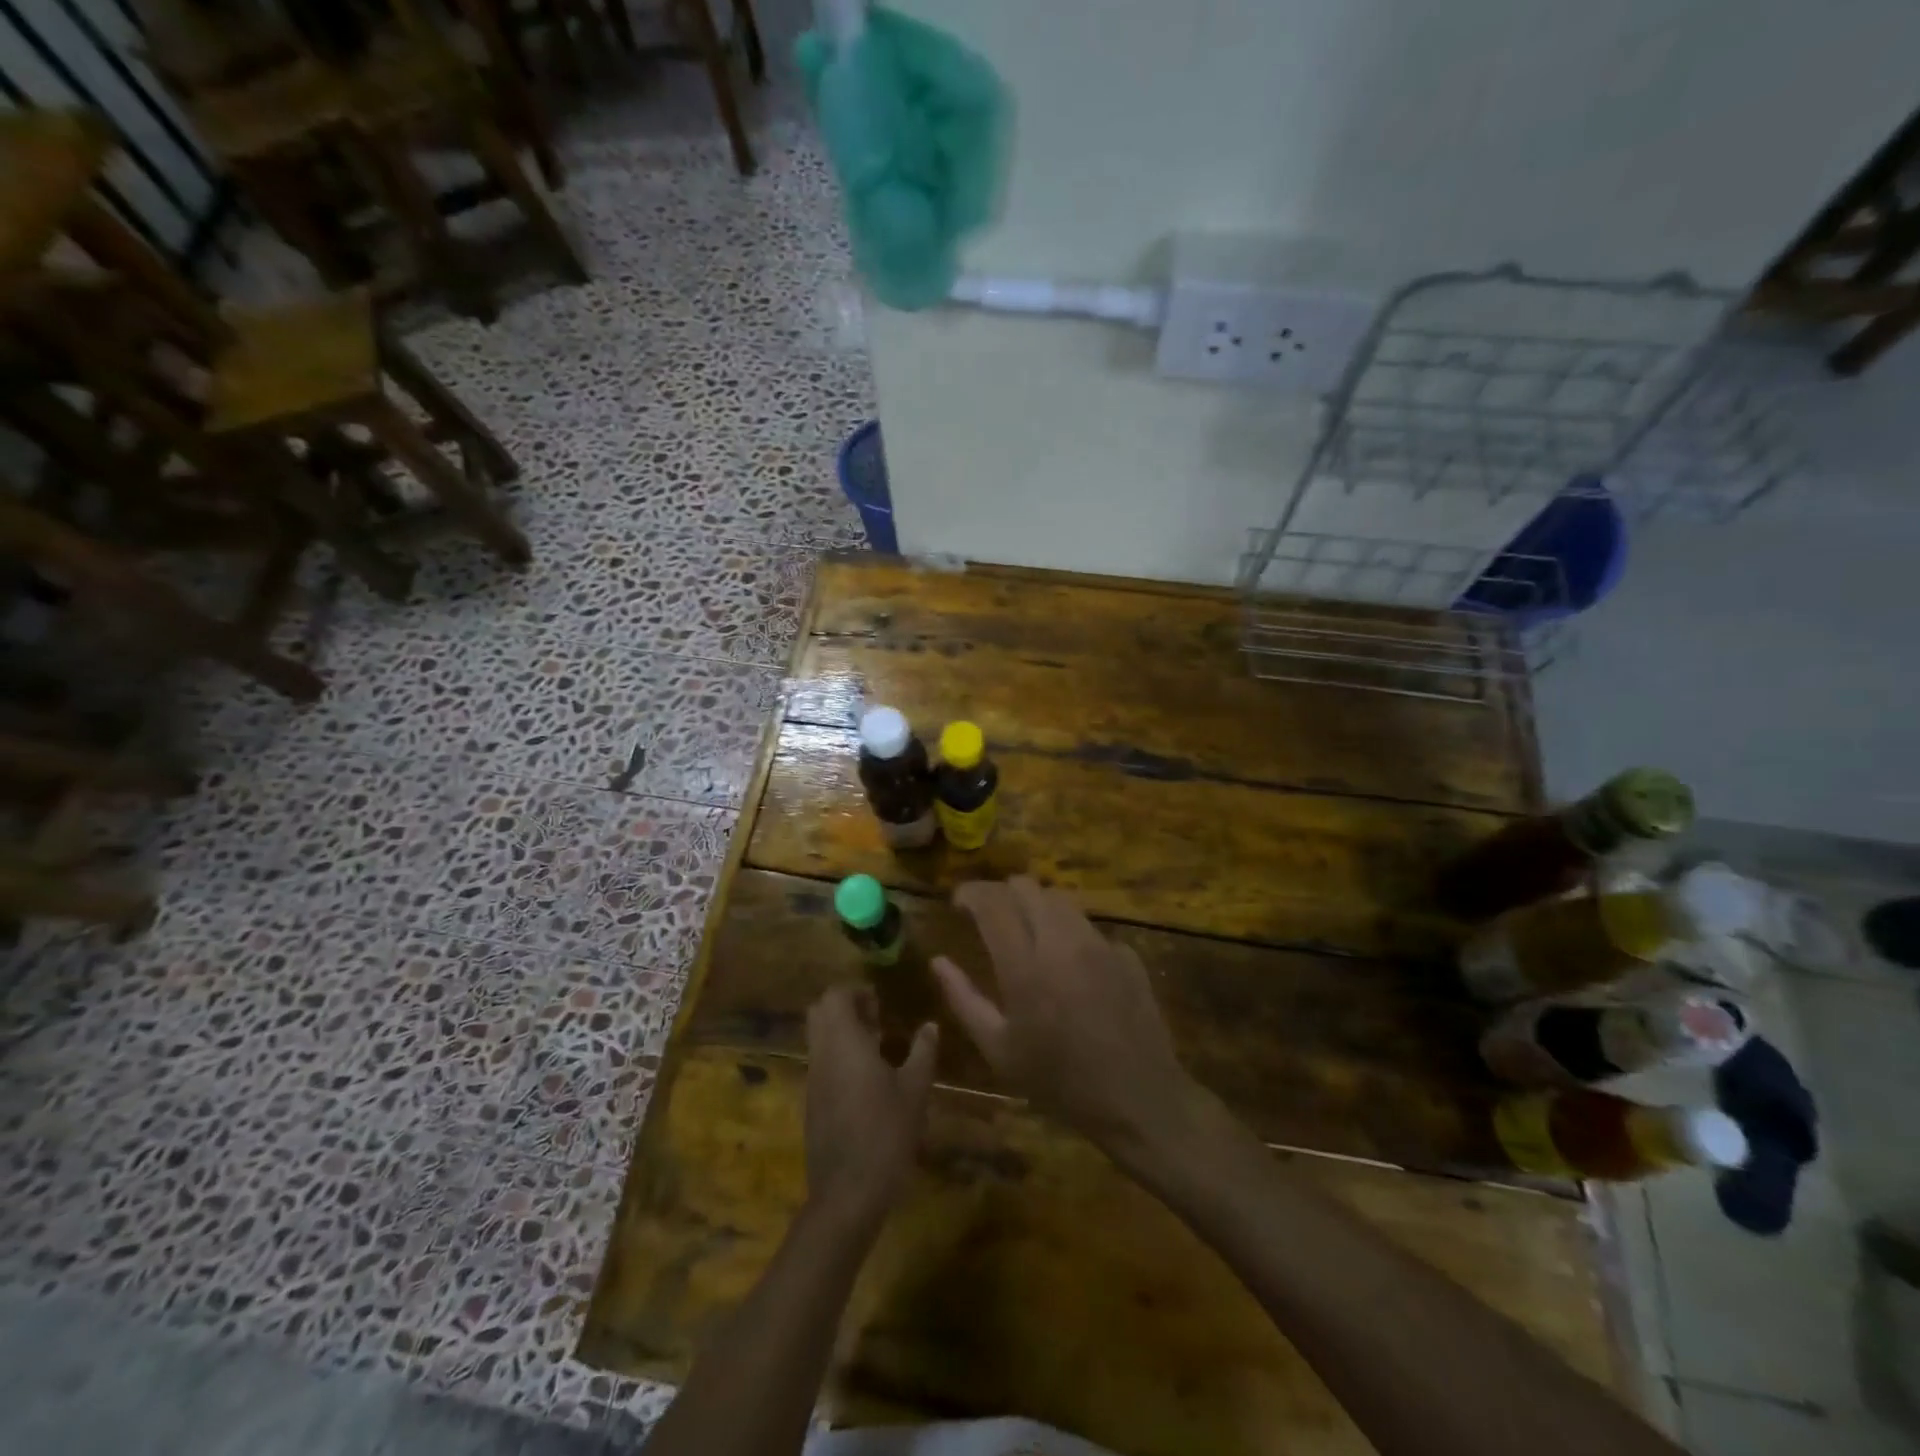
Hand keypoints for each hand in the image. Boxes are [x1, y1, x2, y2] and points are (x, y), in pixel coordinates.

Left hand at [803, 985, 937, 1233]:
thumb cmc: (886, 1133)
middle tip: (876, 1019)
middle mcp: (822, 1054)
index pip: (835, 995)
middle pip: (819, 1012)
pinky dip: (837, 1057)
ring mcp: (812, 1080)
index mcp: (844, 1042)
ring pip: (818, 1038)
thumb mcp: (915, 1090)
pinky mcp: (811, 1103)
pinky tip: (866, 1080)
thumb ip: (923, 1051)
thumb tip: (930, 1025)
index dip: (856, 991)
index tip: (880, 1002)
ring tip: (876, 1048)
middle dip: (845, 1007)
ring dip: (841, 1032)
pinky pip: (820, 1063)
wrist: (847, 1193)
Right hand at [932, 877, 1199, 1162]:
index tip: (957, 902)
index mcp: (1025, 965)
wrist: (1139, 1100)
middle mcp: (1062, 941)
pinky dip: (1068, 932)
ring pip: (1060, 899)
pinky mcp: (1125, 953)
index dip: (970, 893)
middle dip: (1001, 893)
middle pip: (1026, 887)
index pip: (992, 902)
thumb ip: (964, 999)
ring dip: (1035, 905)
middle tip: (989, 916)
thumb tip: (938, 961)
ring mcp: (1099, 943)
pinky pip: (1088, 926)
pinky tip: (1067, 963)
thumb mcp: (999, 1050)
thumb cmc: (1059, 1081)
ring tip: (1026, 931)